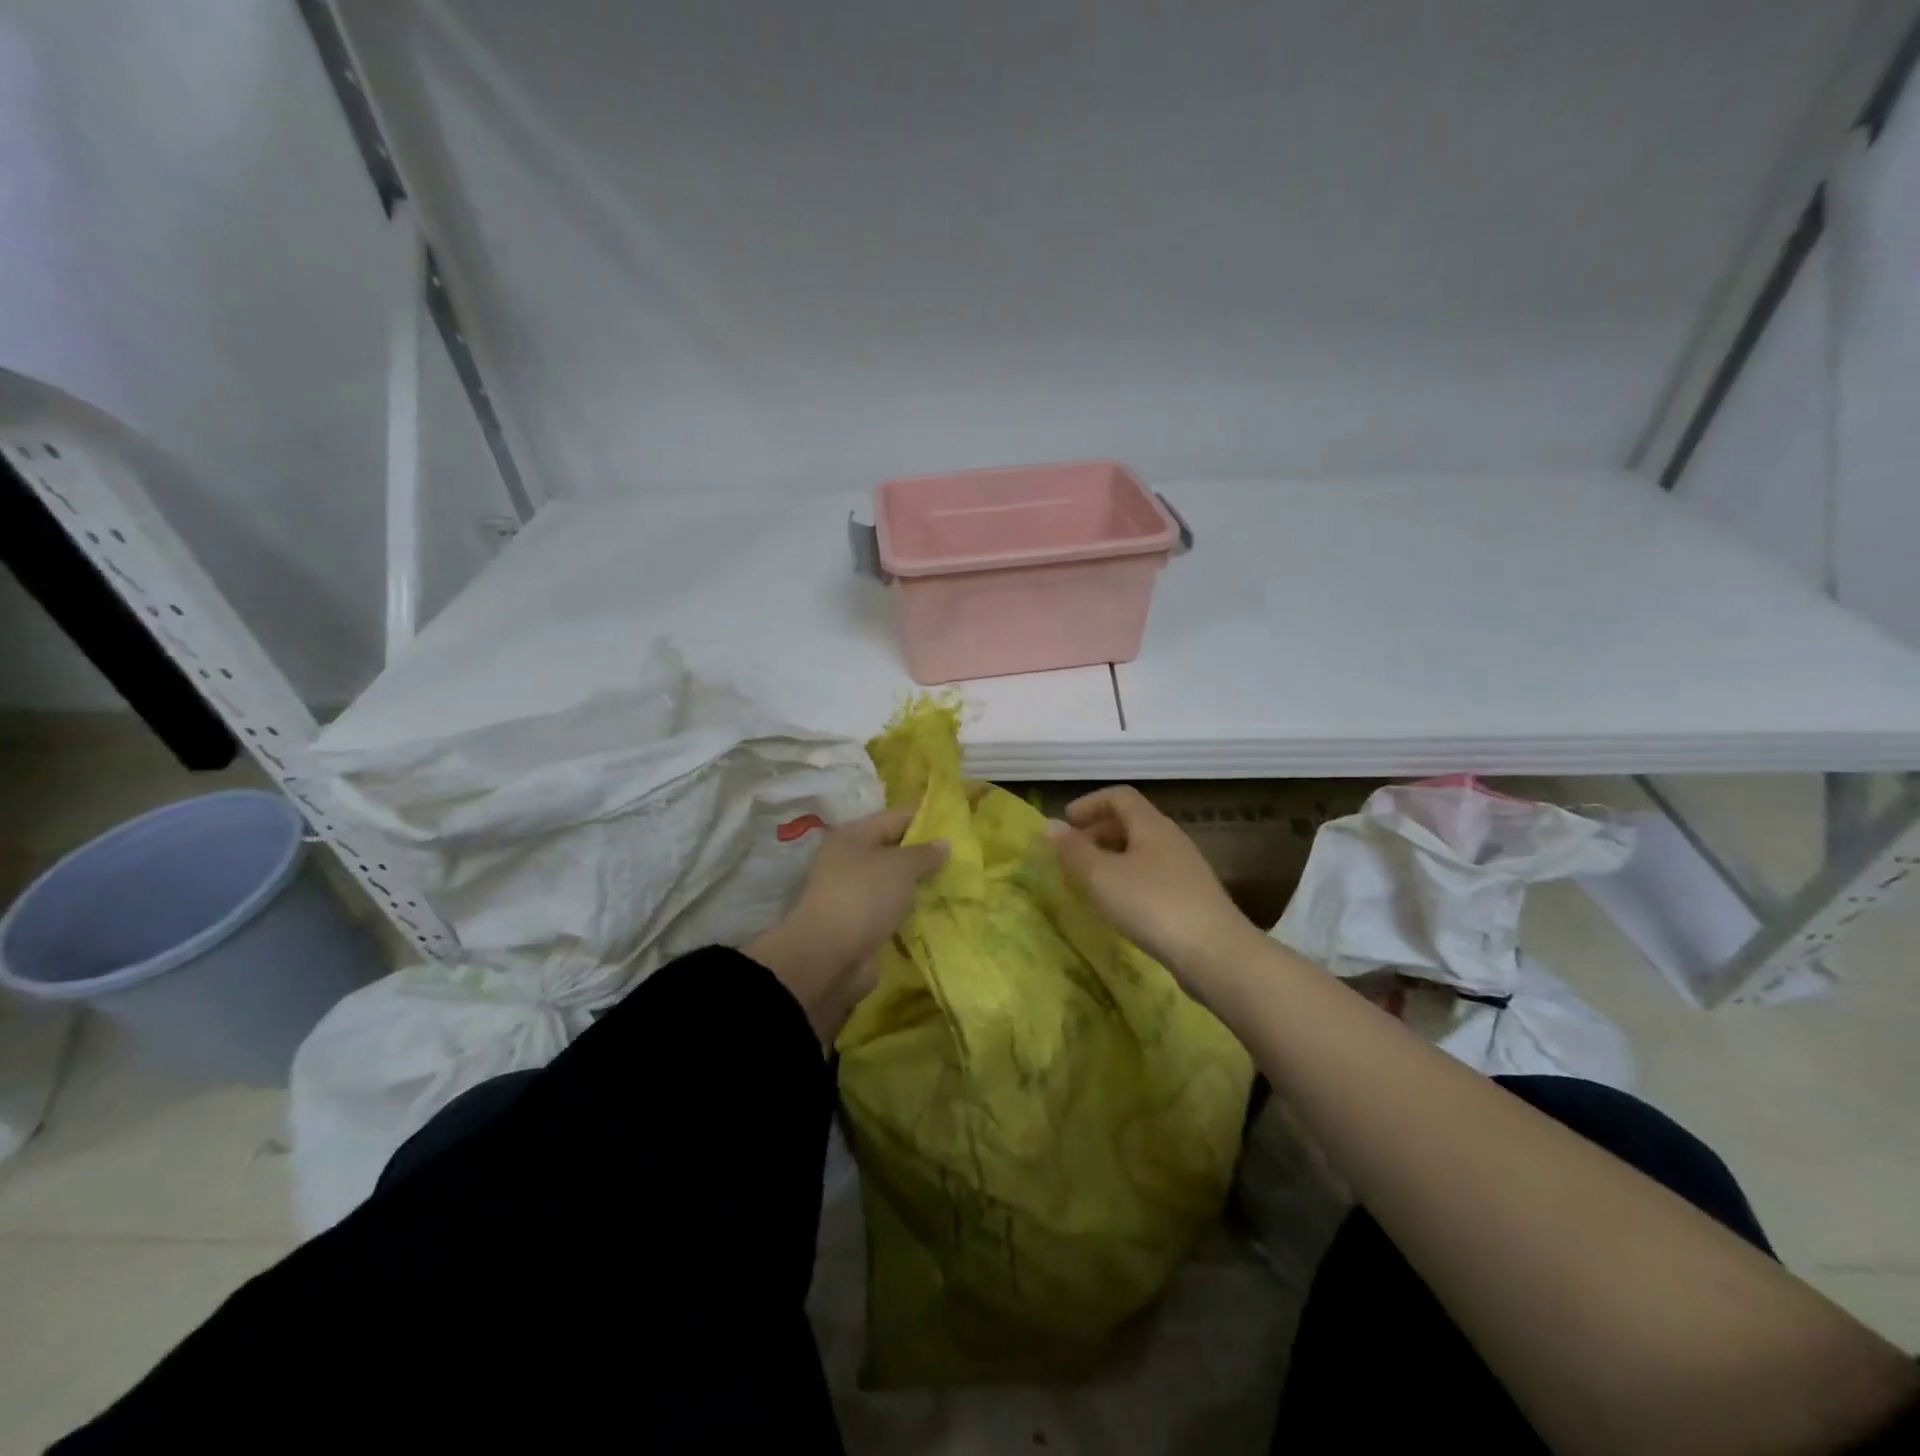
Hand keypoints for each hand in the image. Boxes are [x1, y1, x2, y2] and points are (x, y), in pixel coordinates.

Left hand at [746, 804, 947, 1044]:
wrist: (829, 956)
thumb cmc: (864, 896)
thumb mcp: (900, 867)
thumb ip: (925, 853)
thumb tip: (944, 843)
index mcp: (853, 835)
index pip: (896, 816)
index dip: (925, 815)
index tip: (956, 819)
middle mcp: (849, 859)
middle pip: (894, 849)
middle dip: (925, 853)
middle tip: (963, 853)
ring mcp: (853, 893)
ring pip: (894, 881)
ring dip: (920, 883)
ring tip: (956, 881)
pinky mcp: (860, 922)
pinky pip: (892, 908)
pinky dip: (911, 909)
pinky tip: (938, 910)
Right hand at [1047, 786, 1258, 993]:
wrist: (1216, 954)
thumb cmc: (1152, 905)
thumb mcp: (1102, 876)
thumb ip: (1073, 850)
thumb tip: (1050, 824)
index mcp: (1151, 825)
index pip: (1119, 796)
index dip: (1089, 803)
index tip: (1065, 824)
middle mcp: (1171, 839)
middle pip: (1131, 822)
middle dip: (1097, 832)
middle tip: (1071, 855)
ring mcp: (1186, 869)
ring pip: (1141, 851)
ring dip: (1112, 858)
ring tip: (1089, 882)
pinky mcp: (1192, 898)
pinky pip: (1152, 876)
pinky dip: (1128, 880)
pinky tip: (1119, 907)